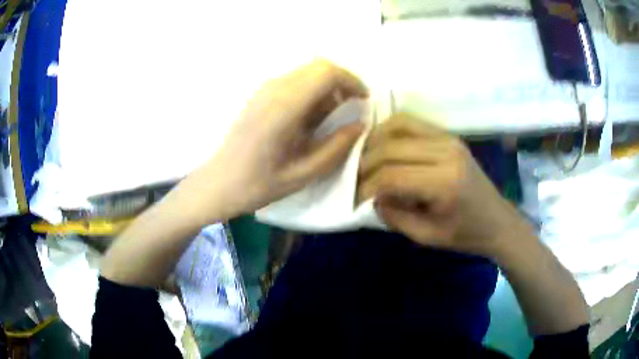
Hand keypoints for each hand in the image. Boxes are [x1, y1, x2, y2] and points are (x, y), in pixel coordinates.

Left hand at [179, 60, 366, 222]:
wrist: (218, 183)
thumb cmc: (258, 185)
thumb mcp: (303, 174)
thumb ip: (336, 147)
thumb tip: (360, 125)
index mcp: (284, 107)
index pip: (326, 73)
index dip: (351, 81)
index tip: (363, 100)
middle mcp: (274, 89)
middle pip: (318, 66)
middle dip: (342, 82)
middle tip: (352, 107)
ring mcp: (264, 90)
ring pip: (306, 72)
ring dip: (326, 87)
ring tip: (333, 116)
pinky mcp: (260, 95)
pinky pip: (294, 81)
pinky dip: (311, 91)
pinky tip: (311, 118)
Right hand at [358, 114, 524, 257]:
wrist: (497, 221)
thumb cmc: (465, 234)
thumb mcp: (427, 236)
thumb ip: (394, 216)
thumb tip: (371, 196)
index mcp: (444, 183)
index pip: (391, 175)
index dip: (366, 186)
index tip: (353, 198)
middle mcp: (446, 152)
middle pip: (390, 147)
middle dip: (365, 163)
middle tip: (353, 178)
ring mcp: (449, 139)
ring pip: (398, 126)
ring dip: (374, 140)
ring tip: (363, 158)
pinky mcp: (449, 135)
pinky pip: (412, 122)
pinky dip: (390, 130)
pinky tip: (382, 145)